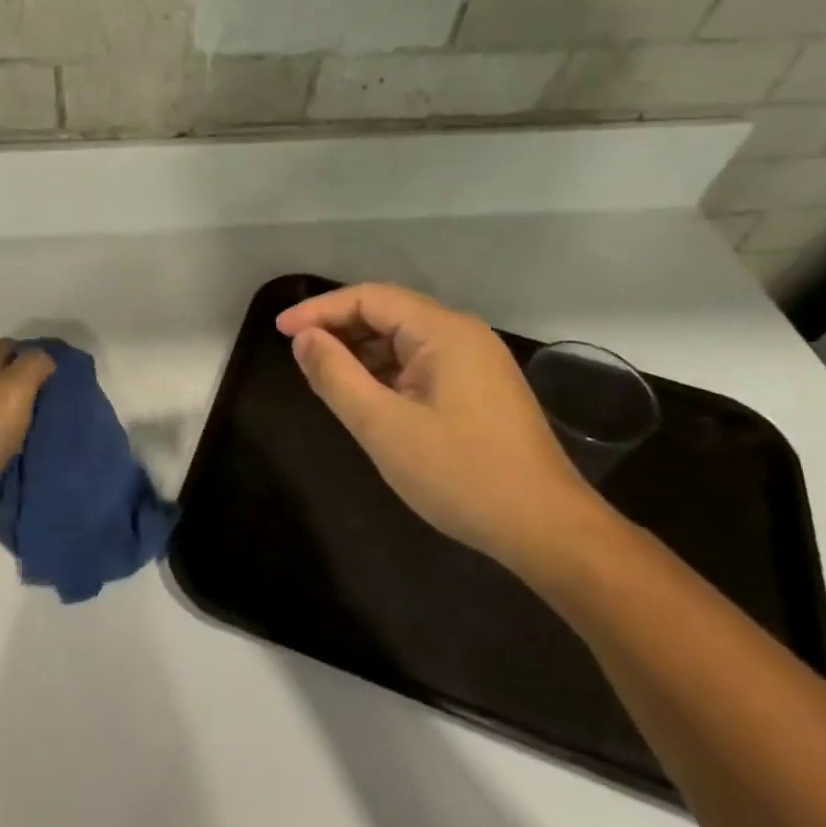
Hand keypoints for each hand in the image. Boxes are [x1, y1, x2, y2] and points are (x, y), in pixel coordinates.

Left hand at [0, 339, 55, 519]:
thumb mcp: (17, 387)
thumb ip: (34, 365)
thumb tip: (44, 359)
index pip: (10, 345)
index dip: (33, 355)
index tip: (55, 375)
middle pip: (1, 372)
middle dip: (26, 383)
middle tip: (50, 400)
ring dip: (15, 408)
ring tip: (38, 423)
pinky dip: (3, 429)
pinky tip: (16, 443)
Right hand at [276, 284, 611, 576]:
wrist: (545, 528)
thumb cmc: (459, 474)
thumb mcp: (382, 426)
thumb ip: (336, 375)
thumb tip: (304, 338)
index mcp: (443, 331)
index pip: (369, 298)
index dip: (320, 310)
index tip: (280, 331)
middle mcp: (463, 333)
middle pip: (388, 311)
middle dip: (339, 325)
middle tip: (298, 350)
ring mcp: (476, 360)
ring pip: (404, 337)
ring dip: (361, 348)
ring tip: (324, 372)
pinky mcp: (480, 387)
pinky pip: (421, 360)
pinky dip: (386, 368)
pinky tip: (366, 393)